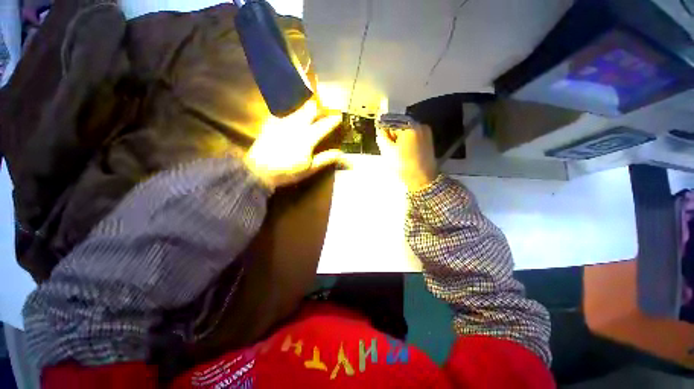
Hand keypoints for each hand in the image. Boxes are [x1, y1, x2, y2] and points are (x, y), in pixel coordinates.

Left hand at [244, 100, 343, 190]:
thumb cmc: (288, 171)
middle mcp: (297, 124)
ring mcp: (283, 121)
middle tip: (324, 108)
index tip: (339, 117)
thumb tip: (341, 153)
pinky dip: (291, 112)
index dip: (334, 120)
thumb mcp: (310, 168)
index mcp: (308, 137)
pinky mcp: (271, 122)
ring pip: (298, 107)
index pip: (325, 124)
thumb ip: (326, 158)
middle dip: (319, 106)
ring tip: (310, 108)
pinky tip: (292, 117)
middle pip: (310, 108)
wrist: (258, 170)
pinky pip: (284, 112)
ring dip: (306, 107)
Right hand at [376, 121, 437, 191]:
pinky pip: (413, 135)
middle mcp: (420, 125)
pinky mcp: (428, 138)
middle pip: (399, 123)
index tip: (381, 138)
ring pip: (406, 130)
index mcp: (410, 127)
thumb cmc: (404, 166)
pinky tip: (405, 152)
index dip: (383, 129)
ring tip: (398, 152)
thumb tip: (380, 127)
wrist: (423, 180)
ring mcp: (425, 131)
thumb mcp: (388, 151)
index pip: (390, 120)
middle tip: (390, 148)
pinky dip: (406, 140)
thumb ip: (382, 136)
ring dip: (399, 137)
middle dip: (392, 133)